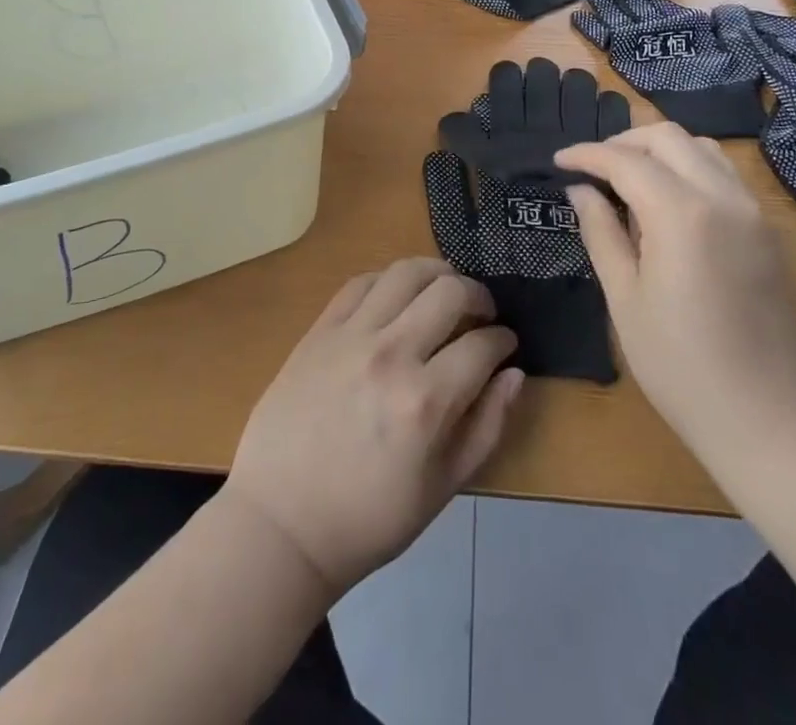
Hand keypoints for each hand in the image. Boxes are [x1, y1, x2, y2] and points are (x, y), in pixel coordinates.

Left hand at [224, 257, 522, 597]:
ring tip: (445, 290)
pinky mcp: (320, 330)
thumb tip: (515, 374)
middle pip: (450, 292)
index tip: (505, 343)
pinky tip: (398, 295)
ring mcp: (351, 336)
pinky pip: (361, 282)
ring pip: (406, 272)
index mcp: (426, 401)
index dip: (503, 340)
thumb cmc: (368, 518)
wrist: (281, 522)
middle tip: (482, 313)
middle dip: (479, 296)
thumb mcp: (442, 489)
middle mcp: (392, 354)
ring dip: (437, 273)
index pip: (483, 345)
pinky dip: (388, 279)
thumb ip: (486, 427)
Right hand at [555, 125, 795, 470]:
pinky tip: (666, 200)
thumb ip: (601, 232)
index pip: (626, 161)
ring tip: (627, 178)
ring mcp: (752, 211)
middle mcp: (723, 197)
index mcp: (682, 214)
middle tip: (592, 168)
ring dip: (659, 150)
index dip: (587, 155)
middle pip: (667, 137)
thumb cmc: (680, 365)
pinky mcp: (766, 230)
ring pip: (701, 148)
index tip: (558, 161)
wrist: (767, 418)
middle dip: (623, 142)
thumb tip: (580, 190)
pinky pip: (723, 173)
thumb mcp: (625, 297)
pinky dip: (688, 167)